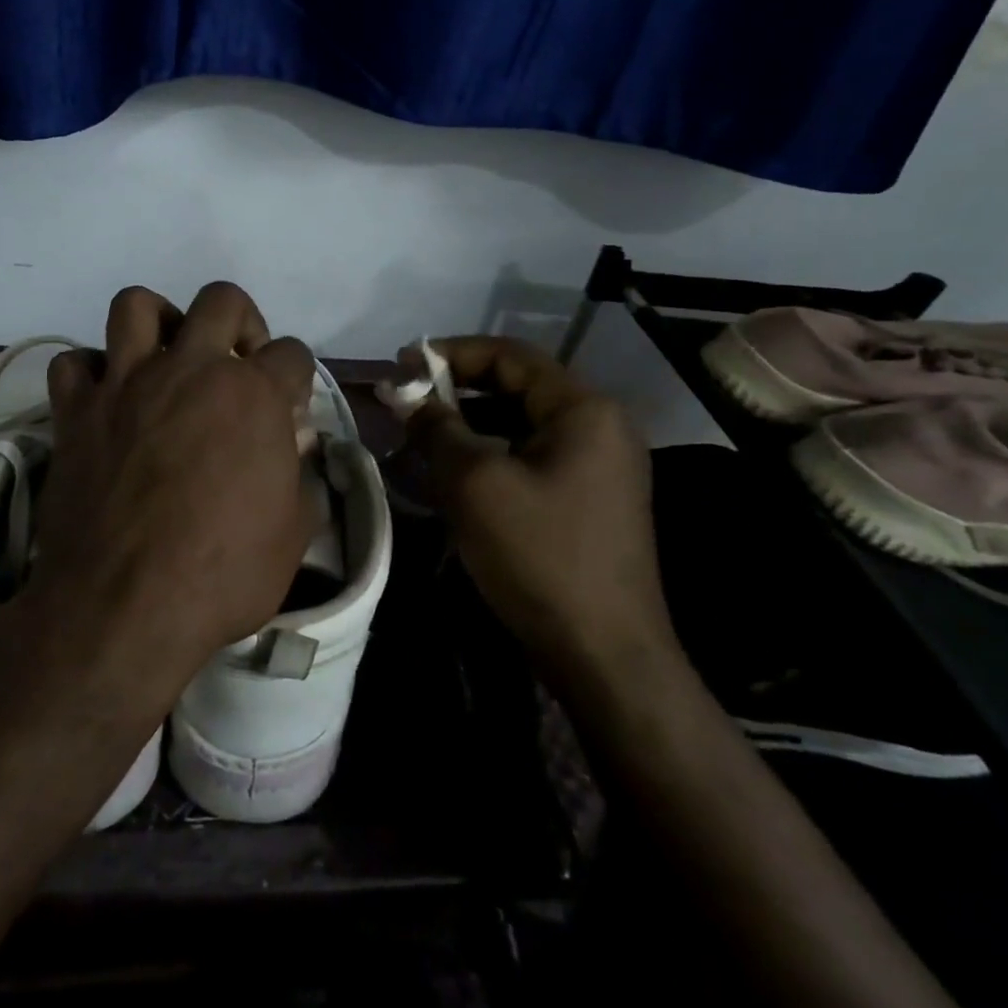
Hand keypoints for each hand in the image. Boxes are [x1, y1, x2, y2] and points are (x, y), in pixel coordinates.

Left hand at [26, 283, 317, 702]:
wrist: (122, 607)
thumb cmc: (221, 575)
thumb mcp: (292, 535)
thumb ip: (300, 478)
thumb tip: (296, 447)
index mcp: (253, 396)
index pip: (293, 354)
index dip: (297, 377)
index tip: (289, 406)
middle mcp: (191, 370)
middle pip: (222, 299)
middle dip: (241, 321)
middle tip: (236, 363)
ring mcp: (127, 384)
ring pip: (136, 305)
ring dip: (158, 321)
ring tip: (166, 357)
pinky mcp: (76, 411)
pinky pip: (73, 362)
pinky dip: (89, 372)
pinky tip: (105, 398)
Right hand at [403, 336, 670, 682]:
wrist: (605, 655)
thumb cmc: (540, 556)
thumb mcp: (475, 484)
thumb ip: (437, 427)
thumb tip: (403, 392)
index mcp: (584, 410)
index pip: (510, 356)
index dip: (451, 353)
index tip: (402, 364)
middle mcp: (600, 426)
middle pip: (517, 387)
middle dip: (456, 389)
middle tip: (405, 400)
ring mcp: (599, 465)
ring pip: (521, 424)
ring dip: (469, 422)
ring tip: (420, 433)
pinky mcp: (589, 499)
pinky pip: (531, 456)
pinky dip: (490, 453)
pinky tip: (454, 472)